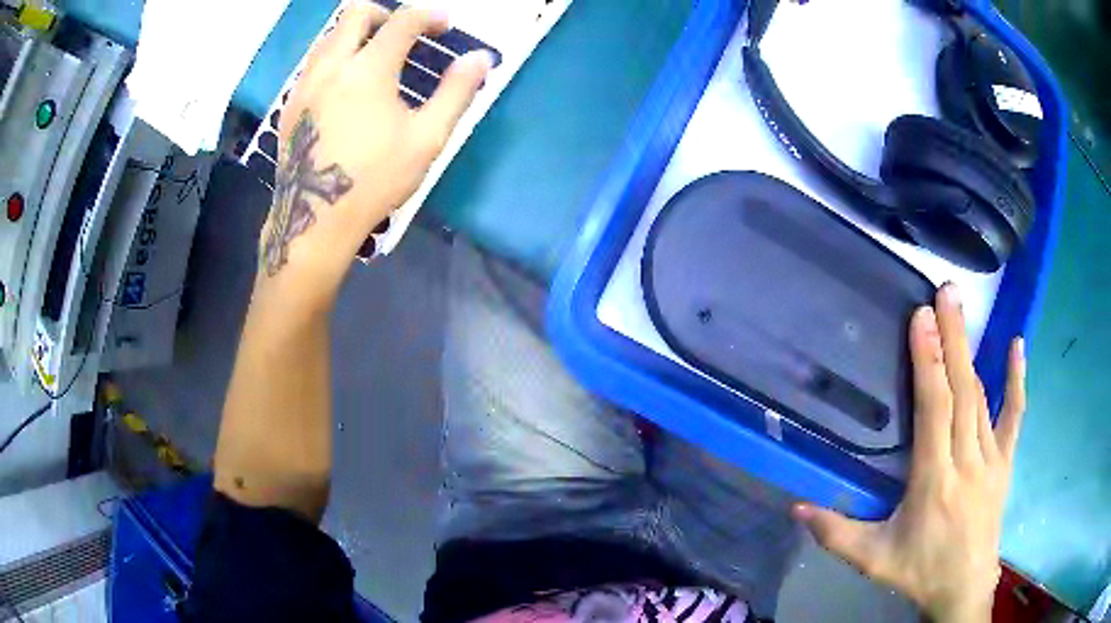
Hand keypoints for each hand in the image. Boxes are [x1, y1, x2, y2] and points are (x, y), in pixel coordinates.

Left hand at [258, 2, 492, 301]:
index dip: (430, 15)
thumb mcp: (427, 138)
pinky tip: (346, 87)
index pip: (403, 20)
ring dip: (356, 34)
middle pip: (355, 13)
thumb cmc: (375, 180)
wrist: (314, 219)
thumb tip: (481, 58)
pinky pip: (313, 62)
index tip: (445, 26)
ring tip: (375, 58)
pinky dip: (335, 58)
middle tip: (403, 34)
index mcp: (368, 69)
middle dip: (385, 14)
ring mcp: (305, 84)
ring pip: (329, 35)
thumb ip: (456, 92)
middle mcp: (331, 65)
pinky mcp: (290, 104)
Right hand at [793, 284, 1026, 622]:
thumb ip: (835, 533)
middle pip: (961, 392)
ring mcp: (991, 459)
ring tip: (959, 311)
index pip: (934, 412)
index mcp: (934, 482)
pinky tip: (1017, 345)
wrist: (964, 588)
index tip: (922, 320)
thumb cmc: (918, 571)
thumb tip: (795, 507)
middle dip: (952, 339)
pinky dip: (1016, 380)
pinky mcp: (1005, 461)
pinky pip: (1013, 415)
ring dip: (970, 352)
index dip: (928, 364)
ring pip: (981, 397)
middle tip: (944, 293)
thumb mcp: (872, 560)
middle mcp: (966, 461)